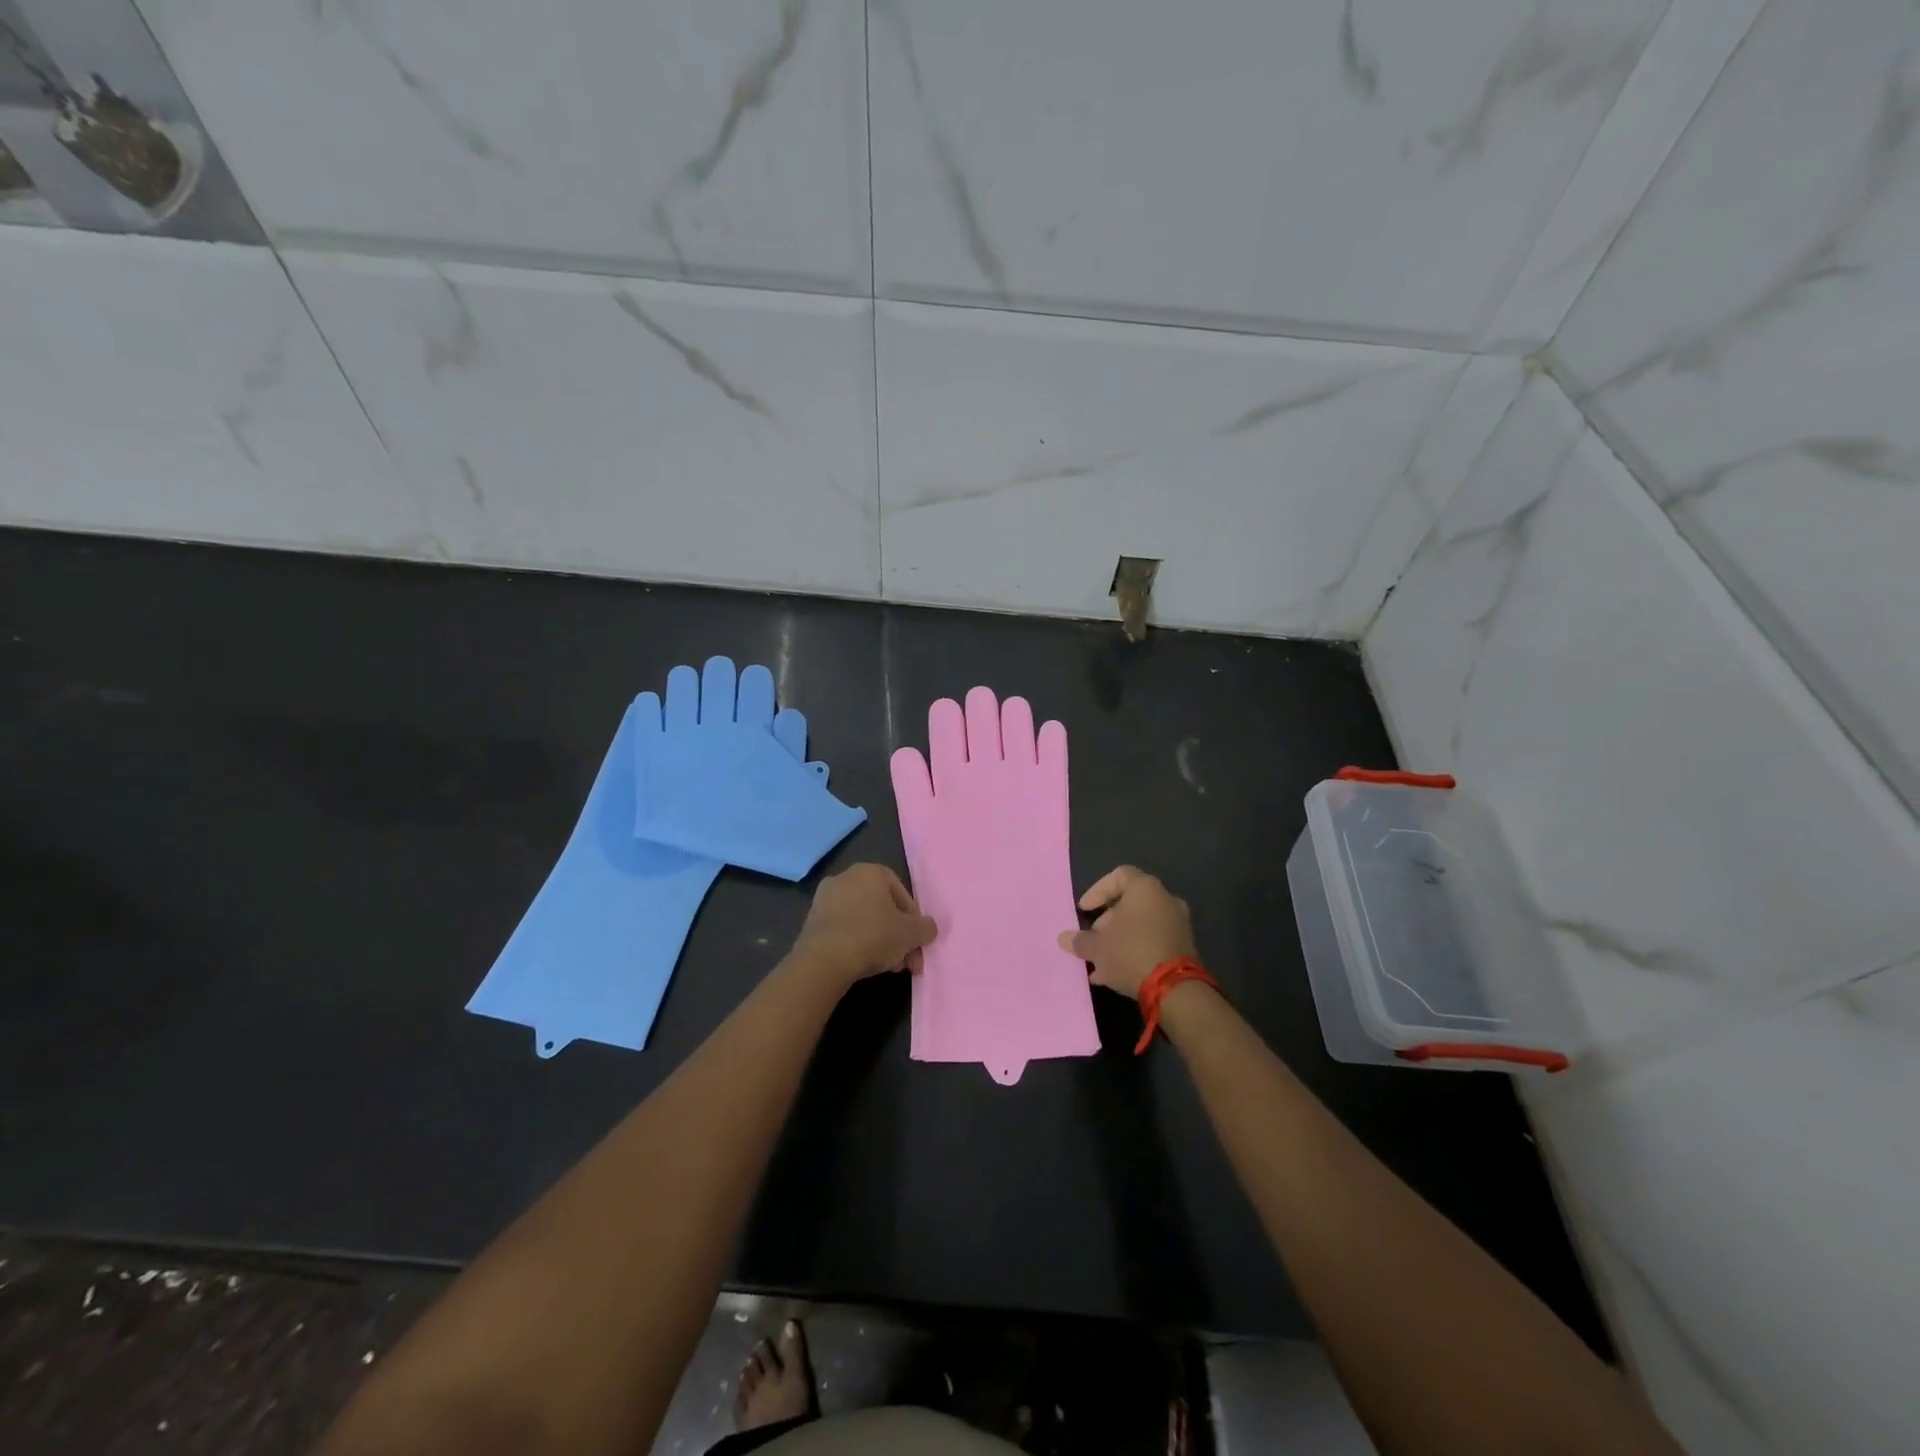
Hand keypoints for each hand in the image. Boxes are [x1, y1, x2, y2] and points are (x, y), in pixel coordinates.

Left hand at [790, 864, 937, 989]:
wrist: (823, 960)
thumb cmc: (873, 936)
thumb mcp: (911, 933)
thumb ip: (926, 928)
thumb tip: (928, 928)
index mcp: (871, 871)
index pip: (902, 894)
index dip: (914, 921)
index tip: (917, 943)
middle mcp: (846, 877)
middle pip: (882, 909)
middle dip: (898, 936)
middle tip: (906, 961)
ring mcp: (825, 899)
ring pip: (864, 920)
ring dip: (880, 942)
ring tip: (889, 967)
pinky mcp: (812, 920)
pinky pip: (844, 929)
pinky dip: (857, 943)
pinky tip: (864, 964)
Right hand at [1058, 865, 1196, 998]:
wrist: (1174, 989)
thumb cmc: (1130, 953)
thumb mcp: (1097, 947)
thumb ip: (1080, 940)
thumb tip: (1064, 938)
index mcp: (1145, 889)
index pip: (1119, 876)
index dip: (1097, 891)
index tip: (1084, 910)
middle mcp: (1165, 900)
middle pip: (1130, 902)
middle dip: (1107, 921)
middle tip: (1093, 939)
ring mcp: (1178, 924)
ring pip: (1141, 925)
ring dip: (1119, 939)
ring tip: (1100, 962)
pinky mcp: (1183, 948)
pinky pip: (1152, 941)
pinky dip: (1134, 950)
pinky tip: (1114, 974)